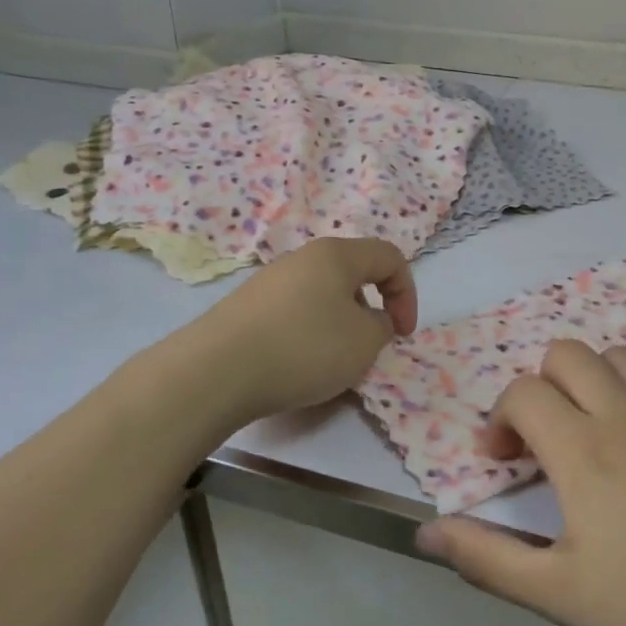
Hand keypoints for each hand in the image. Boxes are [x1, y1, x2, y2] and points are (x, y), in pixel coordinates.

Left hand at [184, 237, 417, 426]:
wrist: (218, 371)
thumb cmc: (304, 348)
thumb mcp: (364, 342)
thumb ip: (382, 326)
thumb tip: (369, 320)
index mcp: (336, 255)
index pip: (389, 257)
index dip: (407, 294)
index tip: (402, 334)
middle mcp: (301, 258)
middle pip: (352, 275)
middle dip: (369, 311)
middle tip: (366, 348)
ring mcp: (269, 281)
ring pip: (321, 296)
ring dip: (338, 326)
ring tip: (329, 363)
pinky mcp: (246, 307)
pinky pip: (293, 314)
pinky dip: (307, 335)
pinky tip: (295, 366)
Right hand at [414, 339, 625, 625]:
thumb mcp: (559, 592)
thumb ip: (485, 557)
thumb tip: (425, 533)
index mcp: (582, 449)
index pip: (523, 393)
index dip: (499, 420)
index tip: (503, 461)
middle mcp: (624, 412)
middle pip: (565, 354)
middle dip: (540, 387)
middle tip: (546, 440)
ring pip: (614, 356)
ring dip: (589, 382)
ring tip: (593, 432)